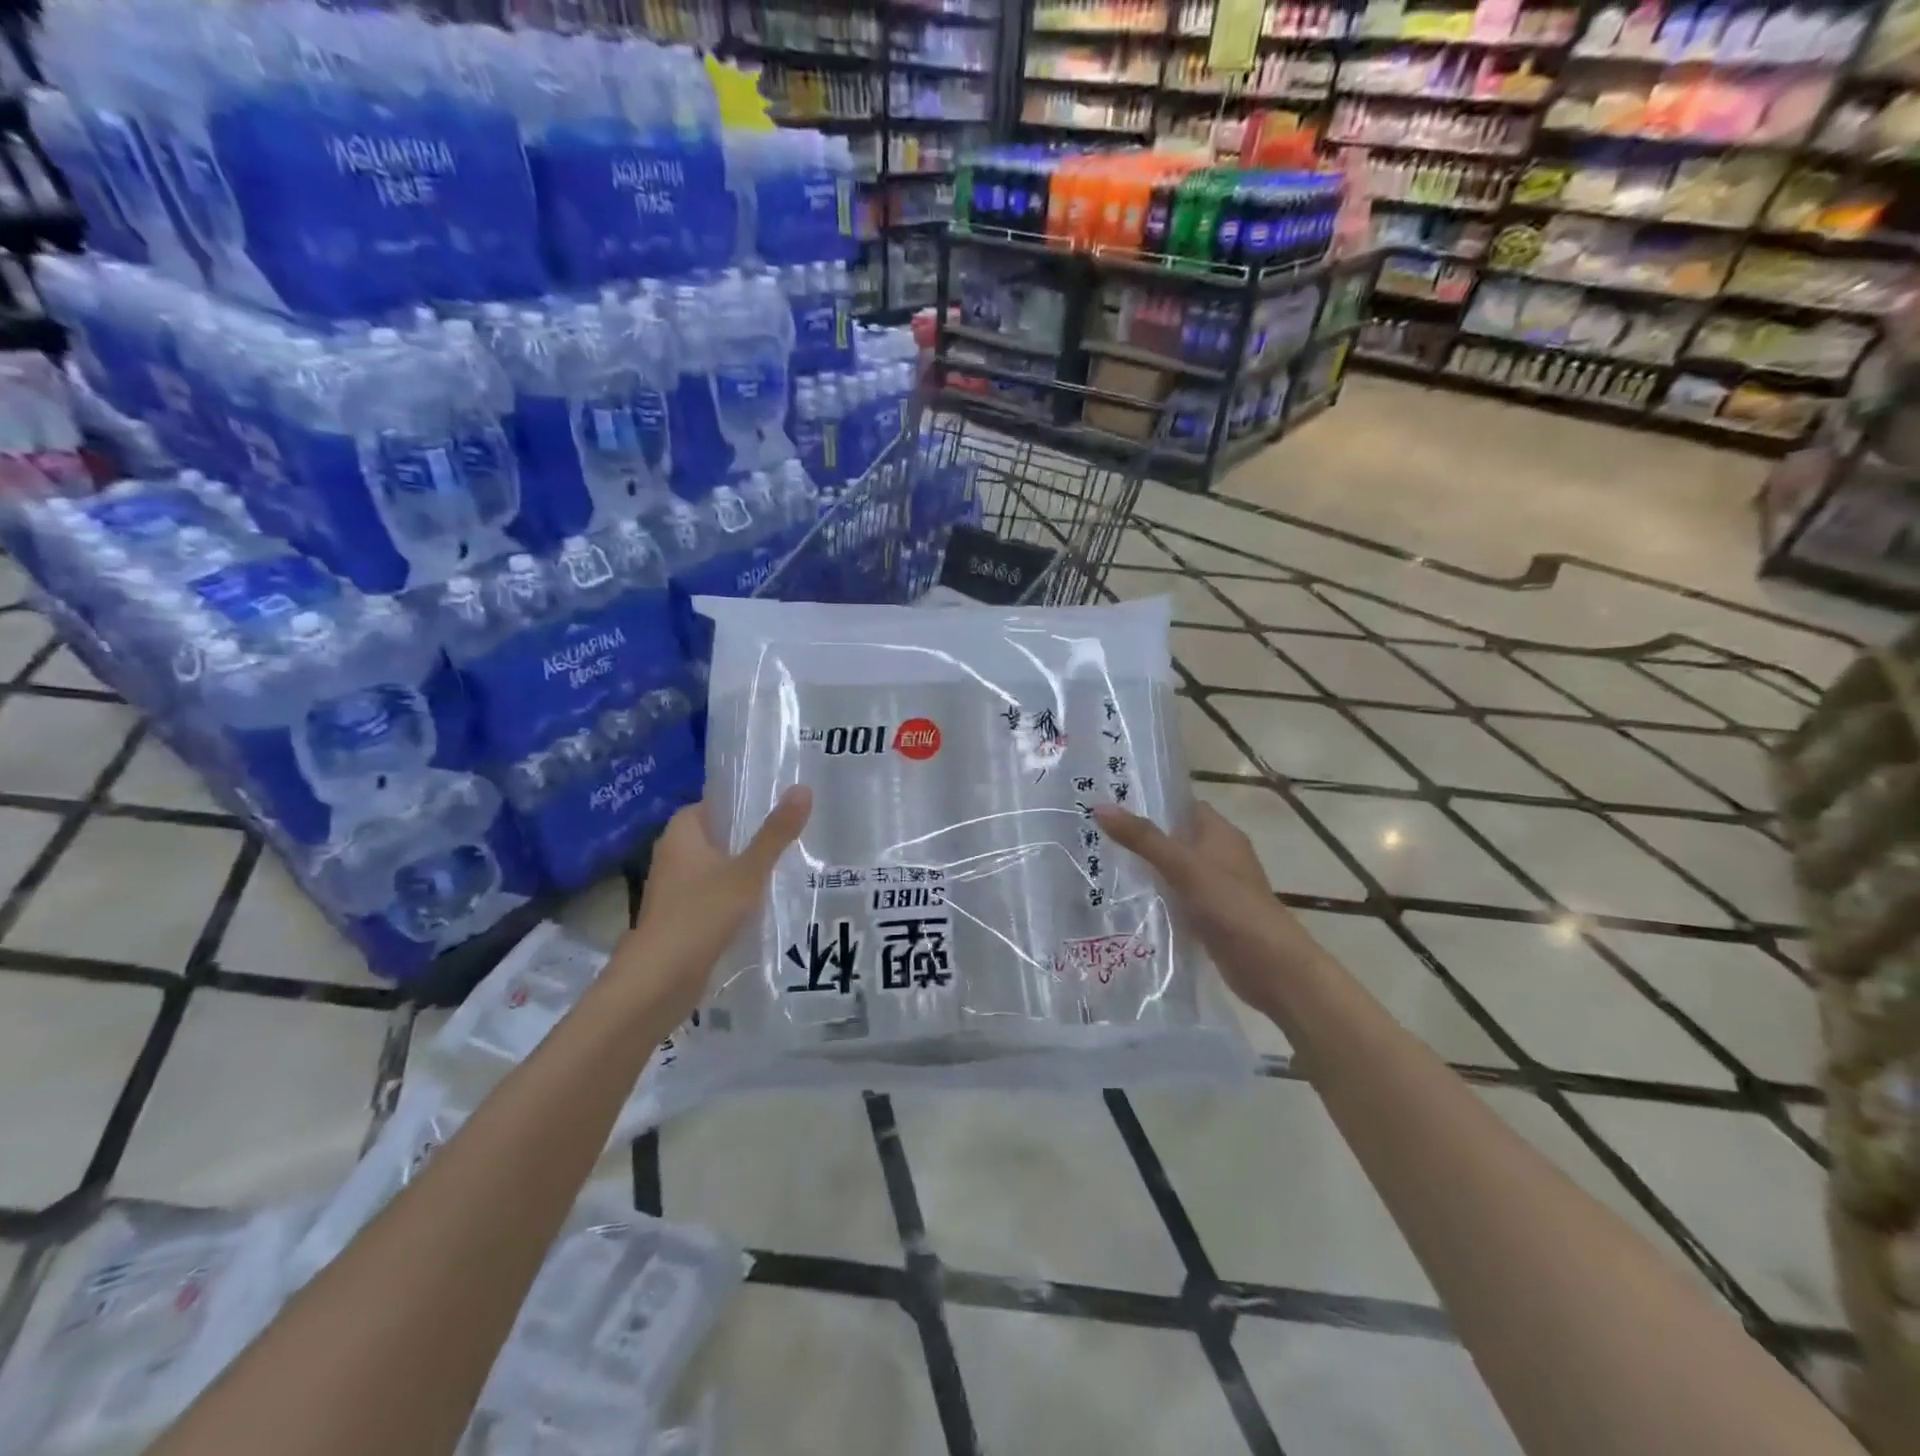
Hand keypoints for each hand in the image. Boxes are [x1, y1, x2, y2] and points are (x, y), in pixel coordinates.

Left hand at [614, 786, 812, 1026]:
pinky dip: (736, 897)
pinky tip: (766, 903)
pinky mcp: (681, 919)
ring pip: (716, 868)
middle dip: (750, 837)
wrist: (659, 981)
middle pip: (717, 836)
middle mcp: (673, 856)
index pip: (713, 803)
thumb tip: (803, 788)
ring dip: (744, 869)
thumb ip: (776, 833)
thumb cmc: (701, 914)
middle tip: (792, 834)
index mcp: (681, 834)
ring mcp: (674, 890)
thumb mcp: (748, 872)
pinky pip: (714, 896)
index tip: (778, 804)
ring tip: (788, 865)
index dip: (742, 802)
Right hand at [1093, 801, 1322, 1016]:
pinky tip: (1129, 903)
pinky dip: (1159, 898)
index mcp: (1221, 833)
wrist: (1269, 964)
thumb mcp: (1181, 865)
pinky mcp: (1212, 916)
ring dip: (1149, 870)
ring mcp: (1218, 888)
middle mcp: (1221, 855)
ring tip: (1103, 865)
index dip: (1153, 802)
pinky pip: (1179, 899)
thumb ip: (1142, 838)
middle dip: (1143, 837)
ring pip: (1176, 870)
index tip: (1113, 802)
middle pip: (1177, 838)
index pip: (1184, 806)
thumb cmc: (1229, 903)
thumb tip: (1100, 806)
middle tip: (1097, 835)